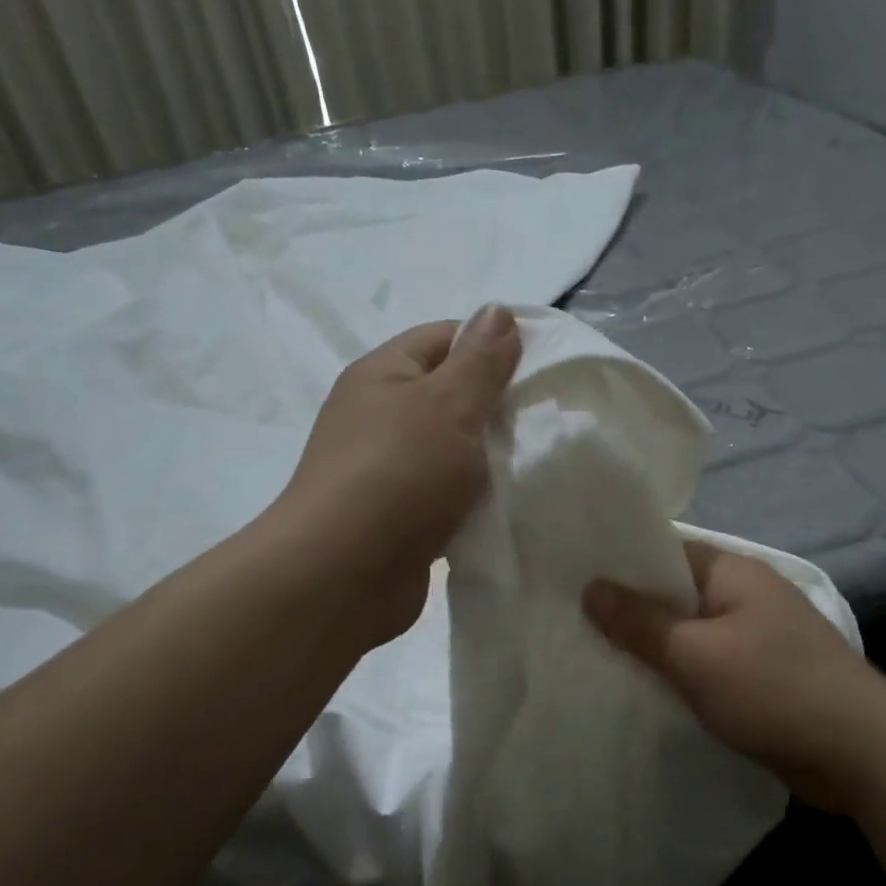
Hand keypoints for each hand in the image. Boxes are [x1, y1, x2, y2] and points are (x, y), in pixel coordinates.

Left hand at [274, 307, 520, 646]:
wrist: (343, 575)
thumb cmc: (399, 475)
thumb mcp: (449, 405)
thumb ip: (480, 361)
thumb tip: (498, 310)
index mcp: (383, 374)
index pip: (446, 337)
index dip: (494, 346)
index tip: (542, 370)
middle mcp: (379, 415)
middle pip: (450, 395)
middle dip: (497, 407)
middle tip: (543, 422)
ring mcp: (386, 469)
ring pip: (451, 449)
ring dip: (487, 459)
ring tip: (533, 465)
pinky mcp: (398, 516)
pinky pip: (445, 494)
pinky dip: (473, 499)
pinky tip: (506, 506)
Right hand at [584, 543, 884, 811]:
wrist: (863, 755)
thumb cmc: (773, 688)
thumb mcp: (695, 654)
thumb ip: (640, 622)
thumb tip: (590, 587)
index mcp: (732, 572)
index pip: (663, 552)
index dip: (620, 565)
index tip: (574, 581)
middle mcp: (746, 595)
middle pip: (674, 595)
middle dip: (631, 612)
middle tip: (574, 625)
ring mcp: (758, 636)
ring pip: (689, 633)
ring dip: (655, 648)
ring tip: (598, 659)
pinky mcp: (764, 675)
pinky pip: (708, 664)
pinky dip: (681, 674)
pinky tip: (647, 691)